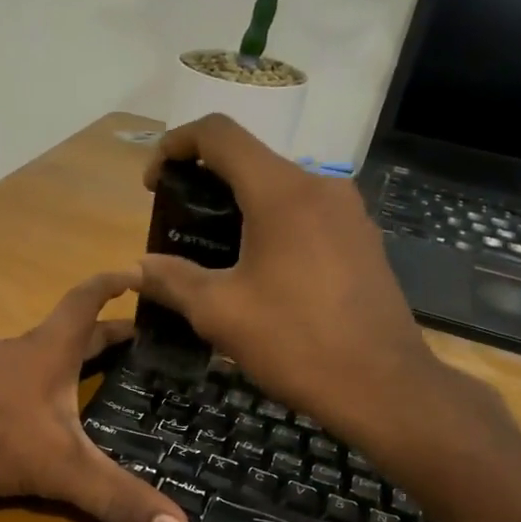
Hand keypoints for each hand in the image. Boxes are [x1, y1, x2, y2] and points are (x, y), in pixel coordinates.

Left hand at [0, 273, 189, 521]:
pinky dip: (27, 390)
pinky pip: (4, 384)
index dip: (115, 284)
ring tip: (86, 383)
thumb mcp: (57, 468)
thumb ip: (115, 498)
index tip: (140, 273)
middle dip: (103, 335)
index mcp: (47, 351)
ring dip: (61, 363)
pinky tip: (27, 417)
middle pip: (67, 332)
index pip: (87, 300)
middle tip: (136, 345)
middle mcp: (15, 351)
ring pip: (32, 359)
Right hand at [135, 116, 515, 457]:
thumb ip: (172, 280)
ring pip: (280, 189)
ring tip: (213, 254)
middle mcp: (320, 186)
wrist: (382, 387)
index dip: (175, 144)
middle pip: (250, 160)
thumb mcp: (219, 313)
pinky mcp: (362, 239)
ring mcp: (349, 212)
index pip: (219, 134)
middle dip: (205, 183)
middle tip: (178, 226)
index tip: (153, 184)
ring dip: (239, 208)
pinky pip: (306, 215)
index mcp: (282, 192)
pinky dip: (272, 226)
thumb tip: (138, 268)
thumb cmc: (295, 343)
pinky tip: (260, 272)